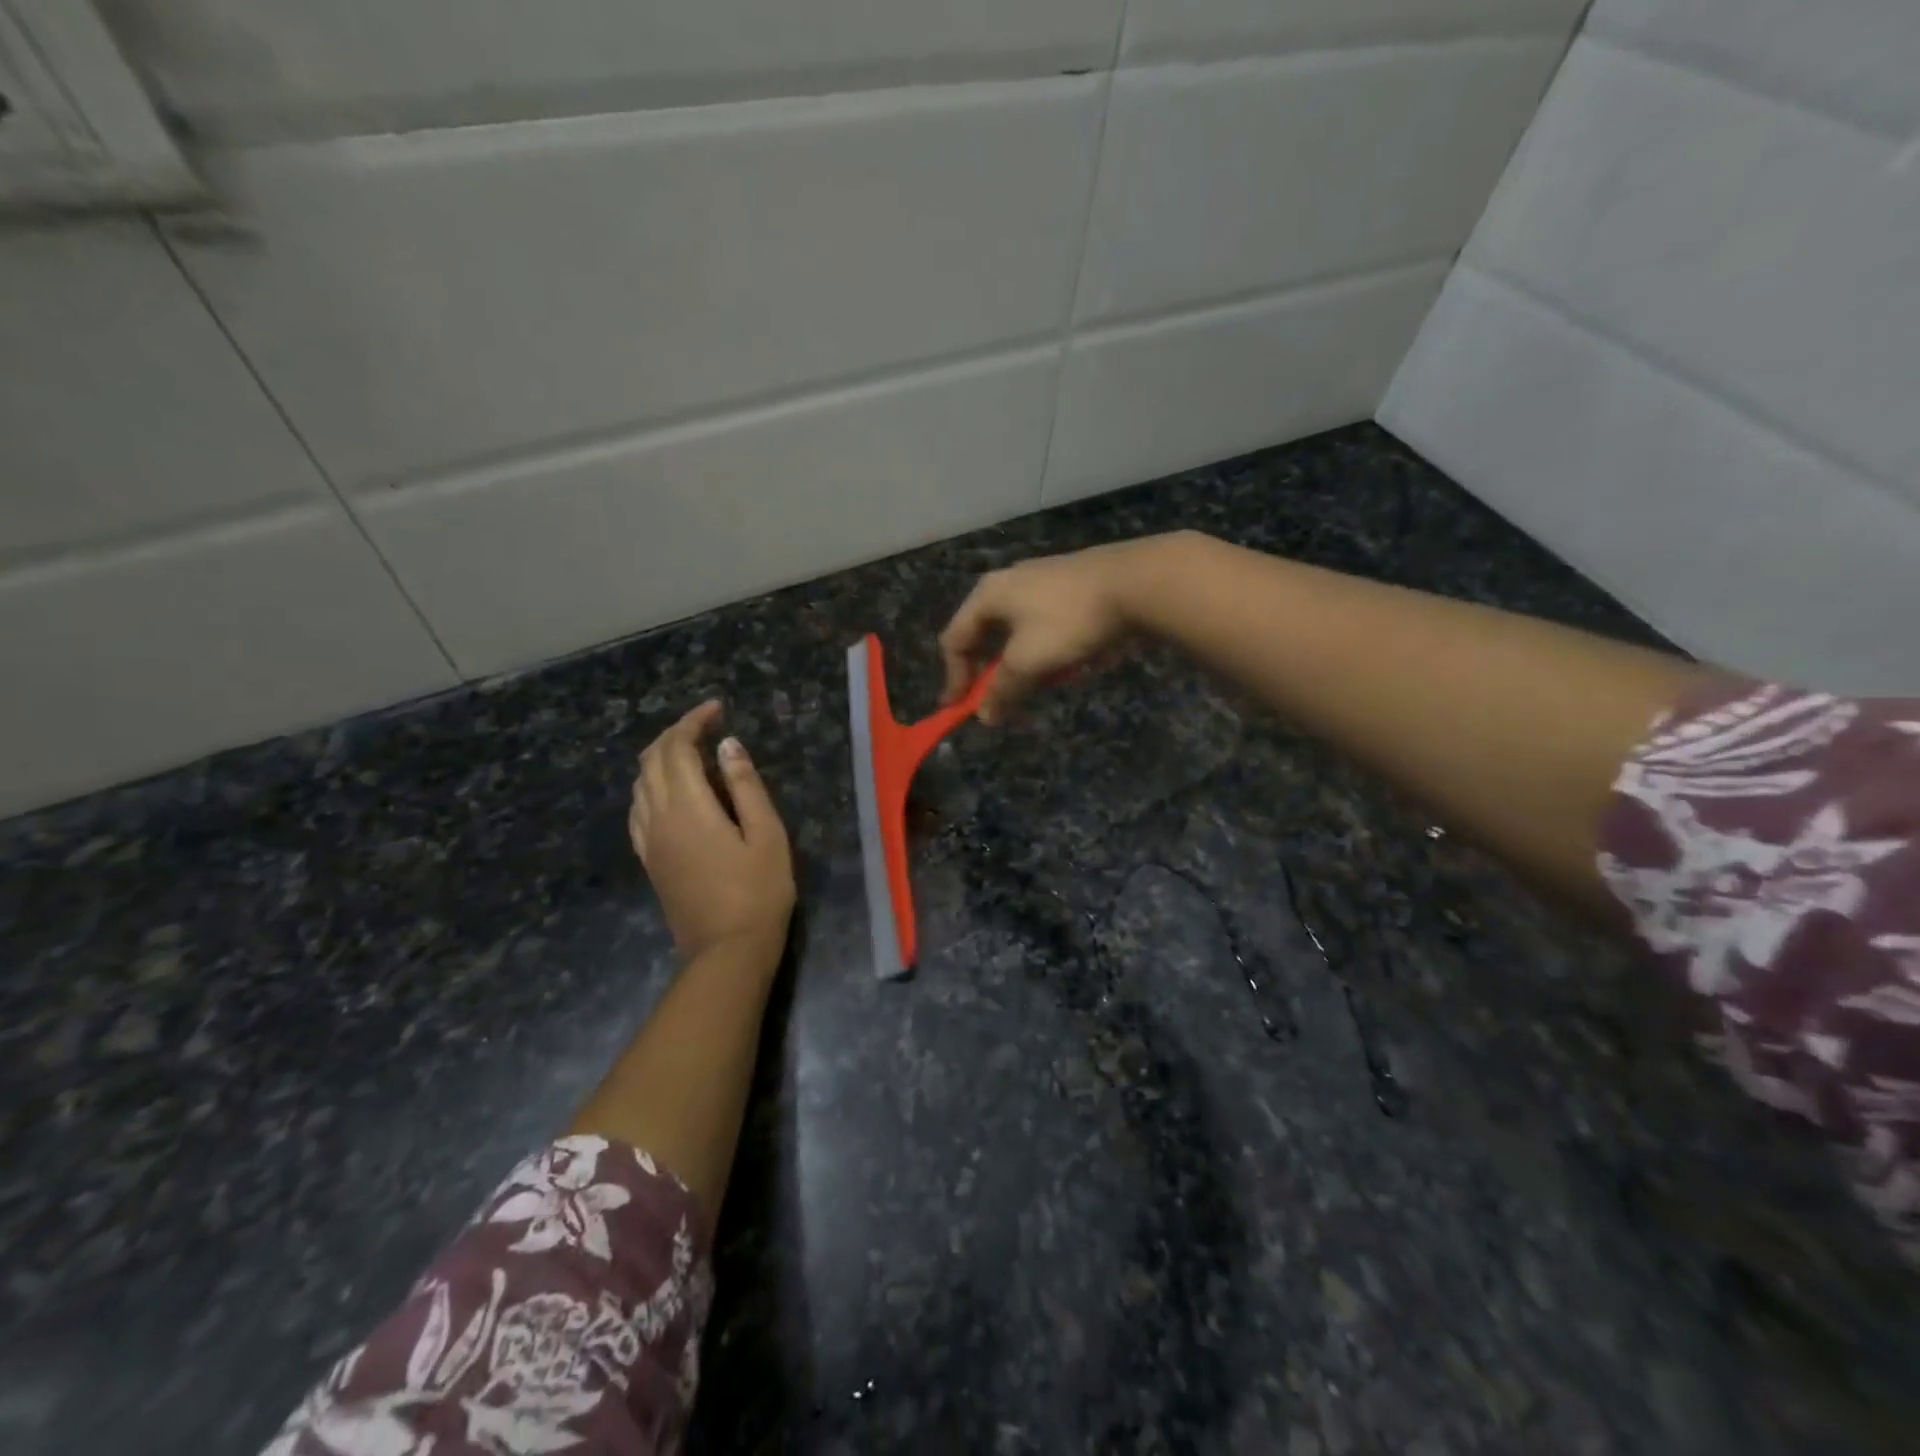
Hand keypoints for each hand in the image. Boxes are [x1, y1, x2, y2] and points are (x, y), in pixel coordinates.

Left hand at [630, 701, 794, 959]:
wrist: (726, 951)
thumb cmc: (758, 892)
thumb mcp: (767, 834)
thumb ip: (745, 786)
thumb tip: (728, 745)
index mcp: (689, 807)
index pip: (678, 748)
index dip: (693, 721)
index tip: (717, 709)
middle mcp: (658, 817)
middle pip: (652, 760)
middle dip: (676, 734)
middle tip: (707, 725)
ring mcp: (649, 840)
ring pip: (640, 783)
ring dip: (661, 758)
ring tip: (692, 752)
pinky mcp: (649, 859)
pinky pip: (638, 809)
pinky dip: (651, 786)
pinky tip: (672, 792)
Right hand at [939, 535, 1177, 723]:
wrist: (1138, 582)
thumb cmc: (1070, 621)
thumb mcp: (1028, 662)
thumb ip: (1002, 690)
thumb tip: (984, 715)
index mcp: (989, 594)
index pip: (954, 639)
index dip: (954, 677)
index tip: (960, 709)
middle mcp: (1010, 582)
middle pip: (988, 636)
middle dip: (996, 674)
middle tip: (1005, 700)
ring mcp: (1044, 580)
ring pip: (1022, 634)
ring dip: (1028, 665)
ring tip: (1050, 681)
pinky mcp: (1073, 587)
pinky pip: (1050, 627)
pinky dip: (1052, 650)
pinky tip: (1076, 662)